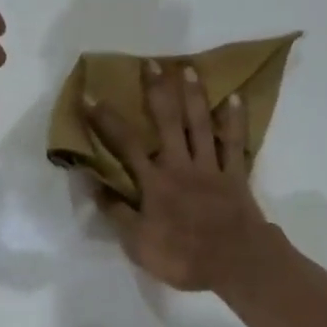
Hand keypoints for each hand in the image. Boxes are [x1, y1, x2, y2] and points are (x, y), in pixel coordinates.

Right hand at [82, 62, 272, 293]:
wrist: (237, 263)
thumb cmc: (183, 256)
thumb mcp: (138, 243)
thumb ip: (116, 211)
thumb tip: (91, 183)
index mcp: (154, 182)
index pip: (125, 144)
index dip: (106, 120)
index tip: (90, 96)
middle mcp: (180, 165)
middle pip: (167, 121)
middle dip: (157, 91)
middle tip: (150, 62)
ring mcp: (211, 167)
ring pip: (201, 124)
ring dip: (193, 94)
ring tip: (187, 67)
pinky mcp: (236, 175)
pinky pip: (235, 142)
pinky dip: (235, 120)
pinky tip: (236, 96)